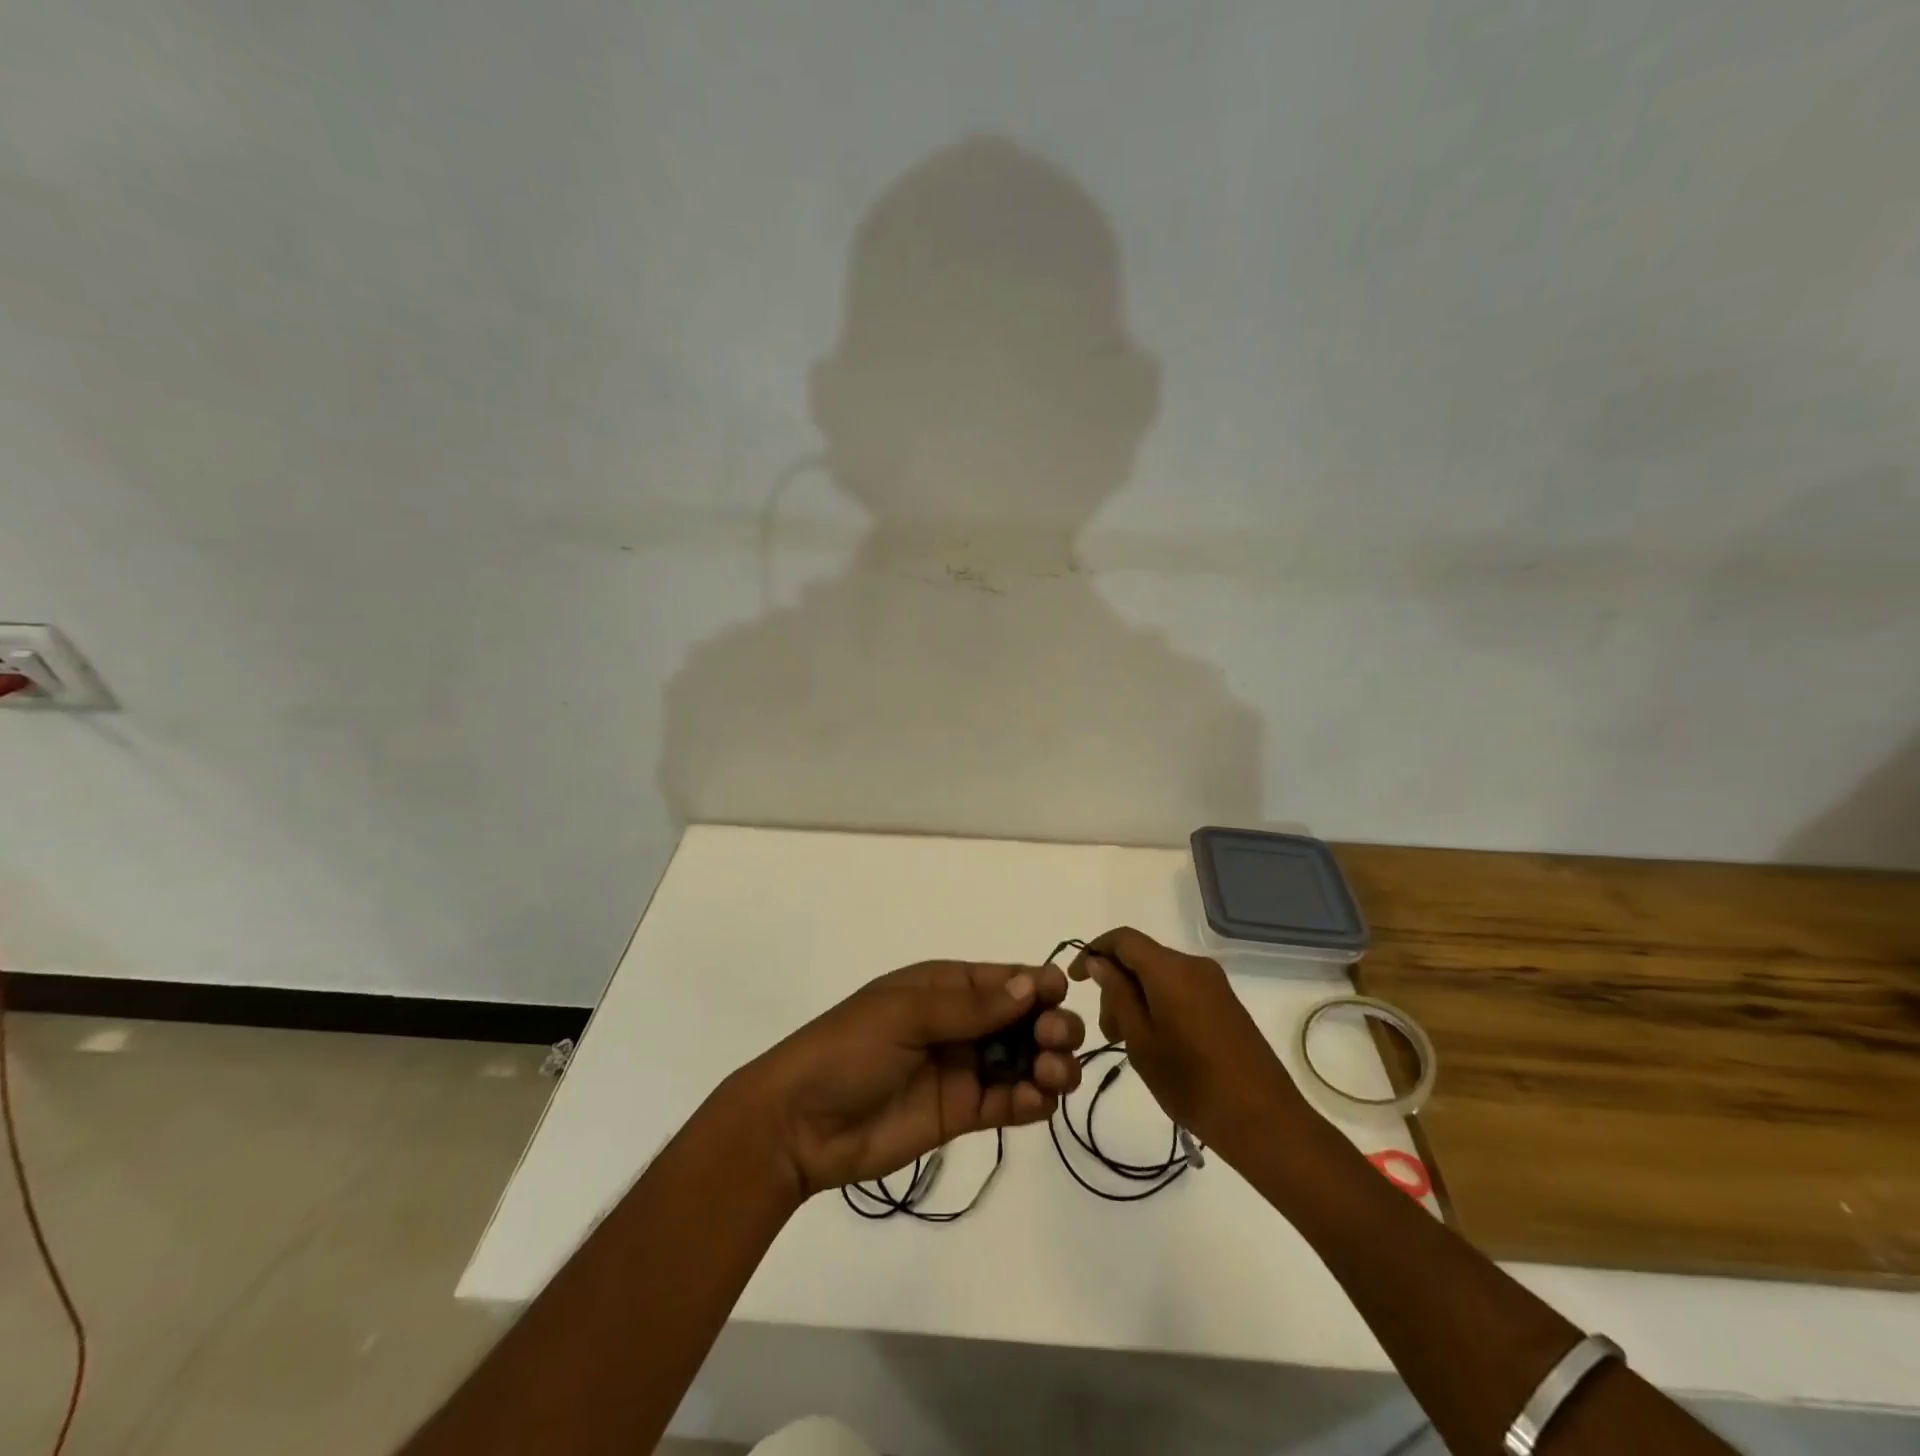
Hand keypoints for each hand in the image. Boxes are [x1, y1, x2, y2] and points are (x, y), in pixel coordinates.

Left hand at [739, 960, 1085, 1197]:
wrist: (801, 1124)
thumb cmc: (849, 1049)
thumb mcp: (904, 1014)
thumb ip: (969, 1007)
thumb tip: (1031, 985)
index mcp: (944, 987)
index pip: (1004, 979)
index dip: (1038, 984)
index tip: (1060, 995)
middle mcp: (961, 1024)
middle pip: (1024, 1019)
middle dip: (1050, 1024)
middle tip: (1054, 1040)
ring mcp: (964, 1069)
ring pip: (1025, 1060)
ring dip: (1050, 1064)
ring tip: (1051, 1075)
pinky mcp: (963, 1113)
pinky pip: (1009, 1102)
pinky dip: (1032, 1101)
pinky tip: (1036, 1102)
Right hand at [1069, 928, 1310, 1161]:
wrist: (1265, 1121)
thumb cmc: (1193, 1084)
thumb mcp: (1141, 1042)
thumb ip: (1117, 995)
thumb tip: (1099, 962)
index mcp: (1170, 970)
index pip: (1122, 939)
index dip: (1093, 951)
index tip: (1075, 981)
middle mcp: (1194, 966)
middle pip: (1142, 958)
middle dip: (1116, 985)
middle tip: (1109, 1033)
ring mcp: (1215, 984)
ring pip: (1160, 975)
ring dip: (1137, 998)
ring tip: (1131, 1044)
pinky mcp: (1226, 1004)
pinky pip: (1181, 989)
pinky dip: (1159, 1004)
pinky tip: (1158, 1043)